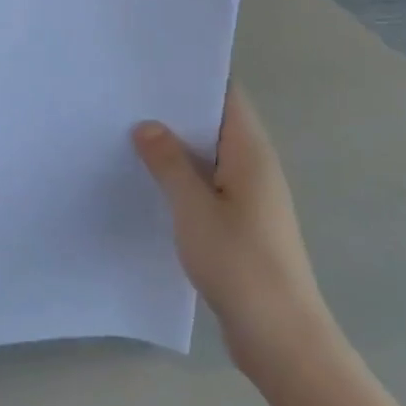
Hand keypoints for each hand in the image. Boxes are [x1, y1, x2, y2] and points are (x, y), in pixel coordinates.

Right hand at [133, 86, 330, 351]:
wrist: (280, 336)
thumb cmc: (239, 263)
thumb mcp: (193, 208)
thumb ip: (169, 163)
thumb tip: (147, 125)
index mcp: (250, 152)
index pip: (226, 96)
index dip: (193, 77)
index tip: (150, 68)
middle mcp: (254, 167)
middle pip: (215, 124)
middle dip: (175, 112)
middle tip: (126, 99)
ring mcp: (249, 198)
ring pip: (209, 158)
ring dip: (176, 148)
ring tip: (127, 134)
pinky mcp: (240, 225)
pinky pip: (207, 187)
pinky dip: (181, 179)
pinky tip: (148, 183)